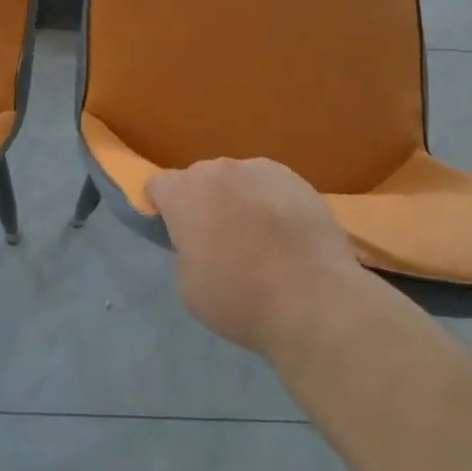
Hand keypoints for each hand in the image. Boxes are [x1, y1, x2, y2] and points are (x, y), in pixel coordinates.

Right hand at [148, 158, 364, 357]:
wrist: (313, 300)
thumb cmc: (239, 299)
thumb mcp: (188, 284)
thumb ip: (185, 249)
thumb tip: (200, 240)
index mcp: (184, 193)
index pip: (158, 185)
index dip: (164, 208)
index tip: (177, 235)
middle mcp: (218, 170)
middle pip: (200, 179)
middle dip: (203, 202)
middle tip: (220, 240)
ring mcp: (260, 169)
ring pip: (237, 179)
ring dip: (239, 199)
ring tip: (260, 238)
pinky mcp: (296, 178)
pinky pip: (270, 185)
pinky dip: (271, 202)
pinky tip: (287, 235)